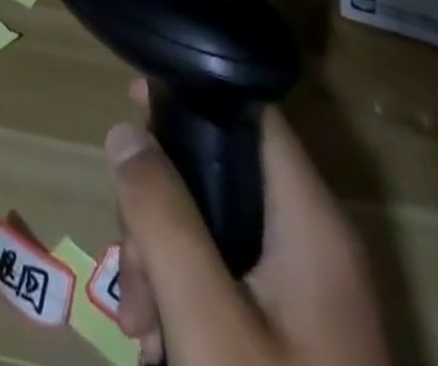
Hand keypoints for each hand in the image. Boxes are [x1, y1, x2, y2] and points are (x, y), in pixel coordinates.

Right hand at [106, 83, 388, 365]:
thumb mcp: (207, 320)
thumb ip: (162, 215)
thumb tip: (125, 131)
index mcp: (311, 221)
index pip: (251, 114)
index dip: (191, 95)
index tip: (132, 97)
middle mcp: (312, 243)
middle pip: (218, 173)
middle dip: (159, 209)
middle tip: (131, 267)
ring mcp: (302, 293)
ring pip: (210, 229)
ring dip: (161, 262)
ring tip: (140, 326)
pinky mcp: (289, 333)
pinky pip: (223, 278)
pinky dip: (183, 298)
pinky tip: (159, 344)